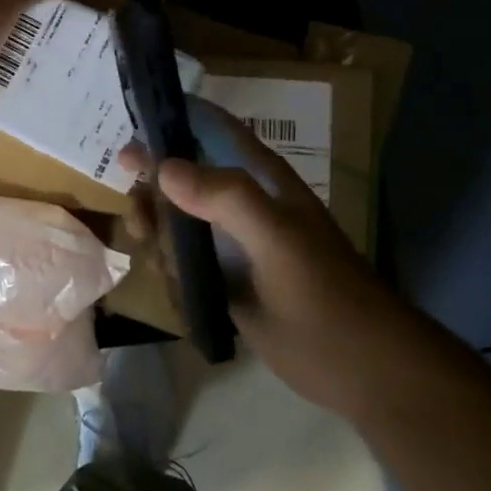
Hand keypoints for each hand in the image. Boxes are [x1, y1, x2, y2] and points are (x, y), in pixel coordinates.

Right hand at [151, 110, 395, 415]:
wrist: (360, 369)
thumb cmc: (324, 294)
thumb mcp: (277, 239)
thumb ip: (225, 198)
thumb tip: (163, 168)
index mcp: (258, 179)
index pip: (211, 129)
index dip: (172, 121)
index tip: (130, 135)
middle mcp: (240, 203)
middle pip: (181, 176)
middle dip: (153, 193)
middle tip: (142, 222)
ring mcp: (231, 243)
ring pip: (176, 221)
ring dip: (159, 236)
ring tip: (162, 262)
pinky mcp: (225, 280)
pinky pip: (182, 261)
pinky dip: (171, 270)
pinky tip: (177, 290)